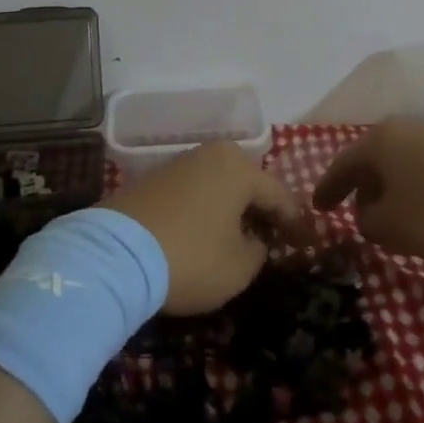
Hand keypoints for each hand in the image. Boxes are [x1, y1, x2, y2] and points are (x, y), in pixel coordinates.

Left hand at [103, 141, 308, 314]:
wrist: (115, 255)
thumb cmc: (191, 257)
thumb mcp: (240, 267)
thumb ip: (258, 250)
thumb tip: (253, 240)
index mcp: (238, 167)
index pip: (279, 195)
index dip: (296, 223)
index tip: (308, 244)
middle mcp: (209, 155)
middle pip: (247, 184)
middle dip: (263, 210)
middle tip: (275, 237)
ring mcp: (176, 164)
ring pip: (217, 187)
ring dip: (232, 210)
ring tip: (240, 237)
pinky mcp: (150, 181)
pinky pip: (192, 194)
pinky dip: (205, 211)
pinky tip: (205, 233)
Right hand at [313, 120, 423, 261]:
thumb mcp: (392, 227)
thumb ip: (368, 223)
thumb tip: (368, 215)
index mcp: (378, 142)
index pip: (342, 165)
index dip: (328, 189)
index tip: (318, 207)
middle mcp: (404, 130)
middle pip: (374, 160)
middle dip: (363, 188)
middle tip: (357, 213)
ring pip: (403, 163)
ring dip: (394, 189)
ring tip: (395, 216)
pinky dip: (420, 188)